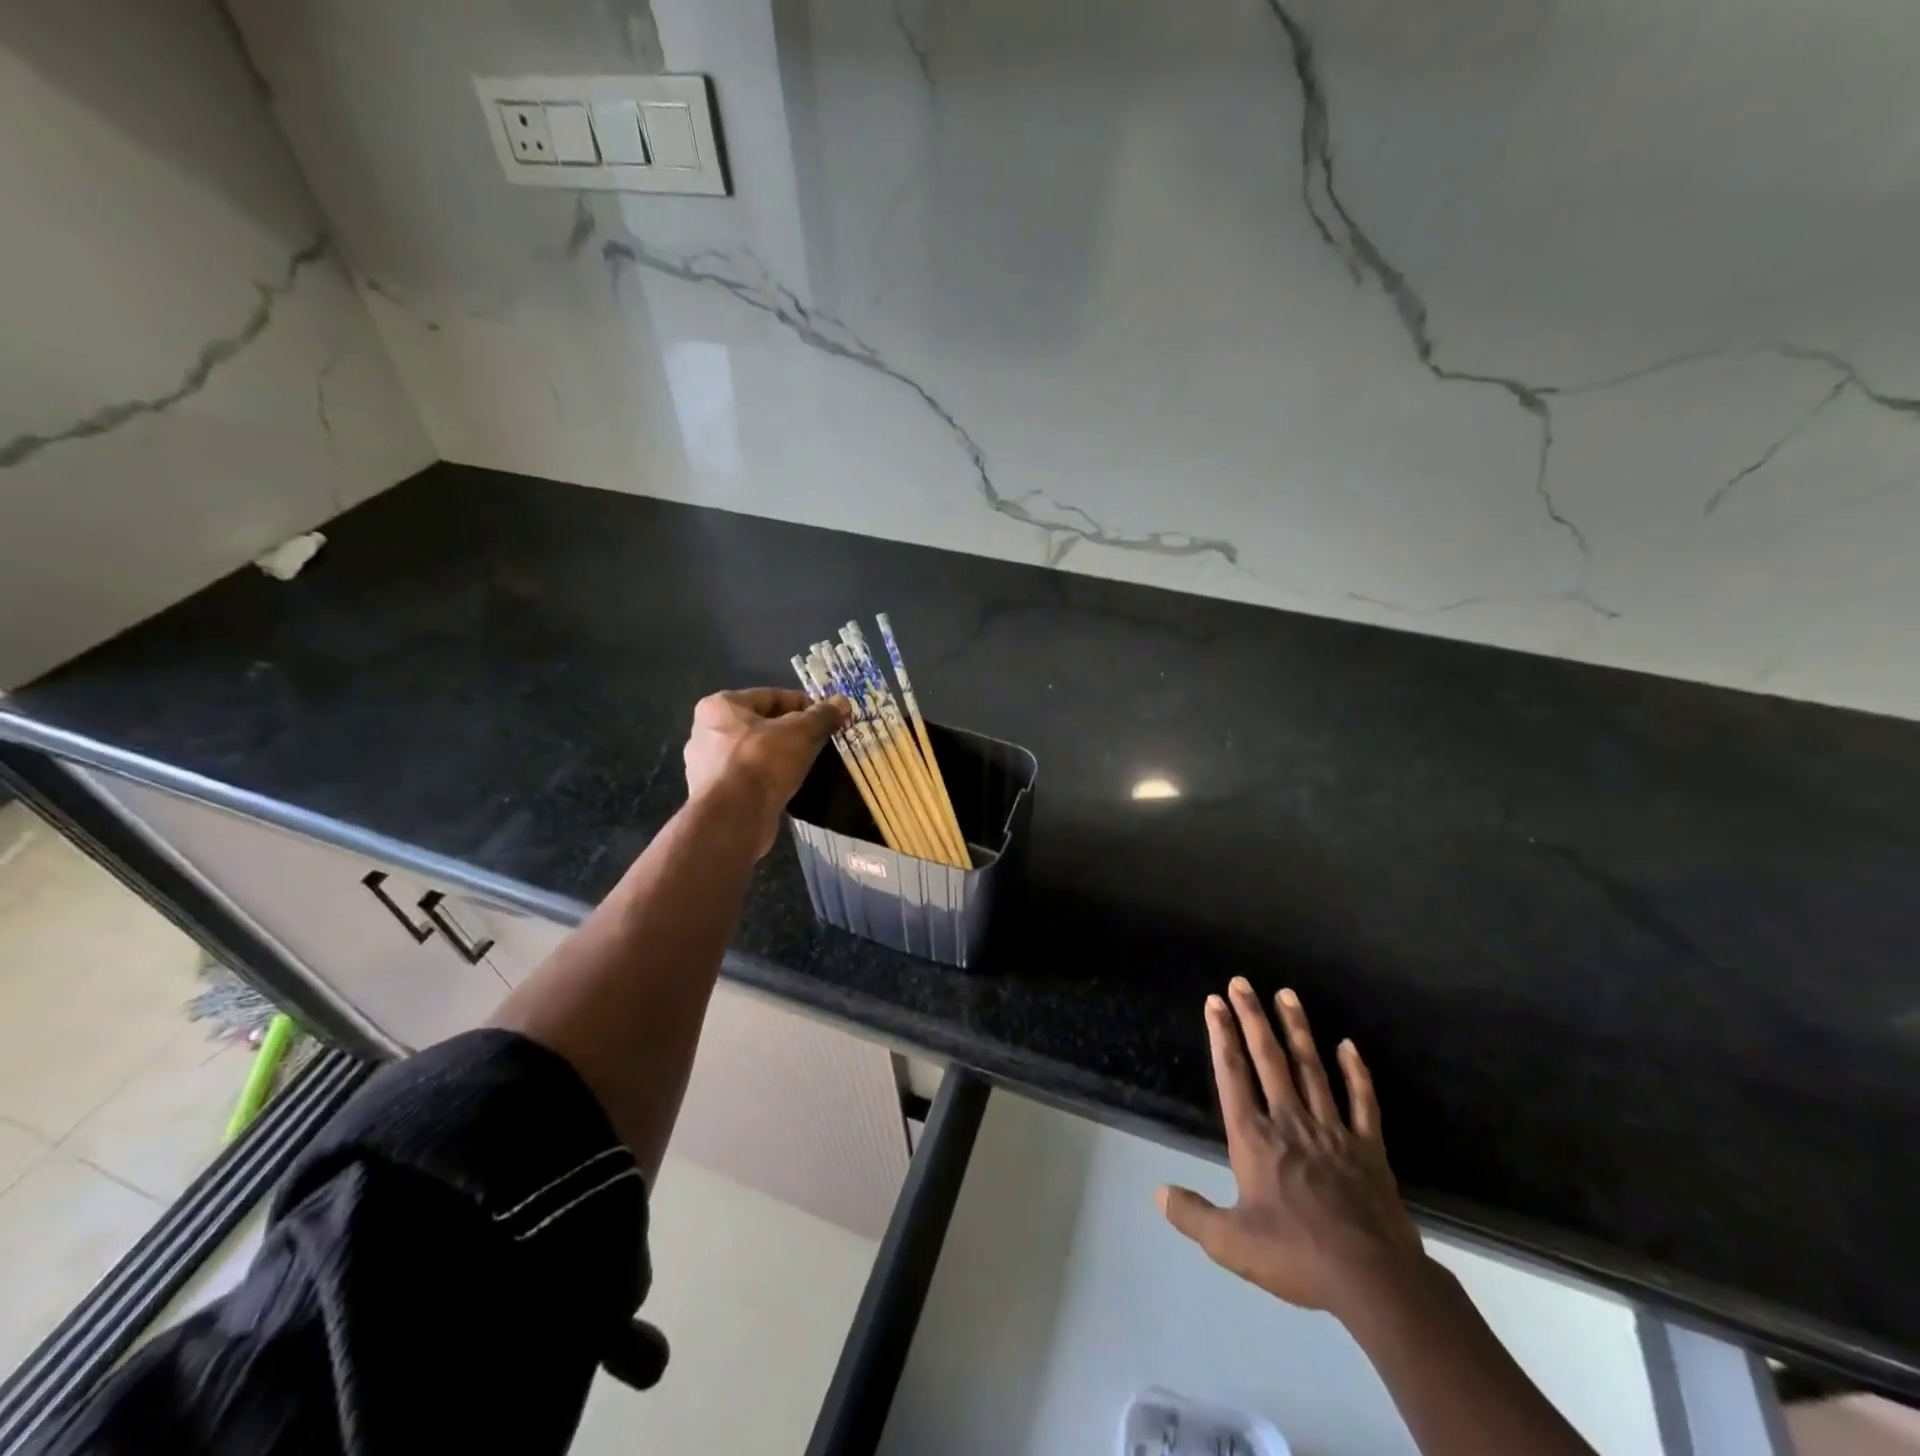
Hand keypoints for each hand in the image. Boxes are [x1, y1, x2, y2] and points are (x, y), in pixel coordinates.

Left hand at [683, 687, 849, 856]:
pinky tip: (789, 785)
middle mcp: (706, 731)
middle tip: (820, 741)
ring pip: (756, 752)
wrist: (733, 818)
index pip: (771, 696)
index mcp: (720, 706)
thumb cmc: (763, 762)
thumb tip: (843, 701)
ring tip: (808, 764)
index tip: (827, 717)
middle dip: (791, 731)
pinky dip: (769, 778)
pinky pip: (749, 777)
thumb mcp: (801, 733)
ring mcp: (707, 765)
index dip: (804, 704)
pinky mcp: (715, 794)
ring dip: (780, 756)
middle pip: (761, 724)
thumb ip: (822, 716)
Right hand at [1159, 979, 1429, 1322]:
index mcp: (1255, 1138)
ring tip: (1286, 994)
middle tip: (1242, 982)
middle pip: (1268, 1059)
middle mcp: (1290, 1121)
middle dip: (1252, 1017)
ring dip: (1297, 1029)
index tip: (1214, 1001)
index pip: (1233, 1074)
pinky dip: (1356, 1072)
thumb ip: (1192, 1214)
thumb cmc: (1297, 1257)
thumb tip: (1157, 1192)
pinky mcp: (1368, 1147)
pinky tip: (1348, 1046)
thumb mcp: (1231, 1244)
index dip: (1221, 1035)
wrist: (1374, 1281)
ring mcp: (1332, 1130)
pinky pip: (1362, 1101)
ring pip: (1311, 1068)